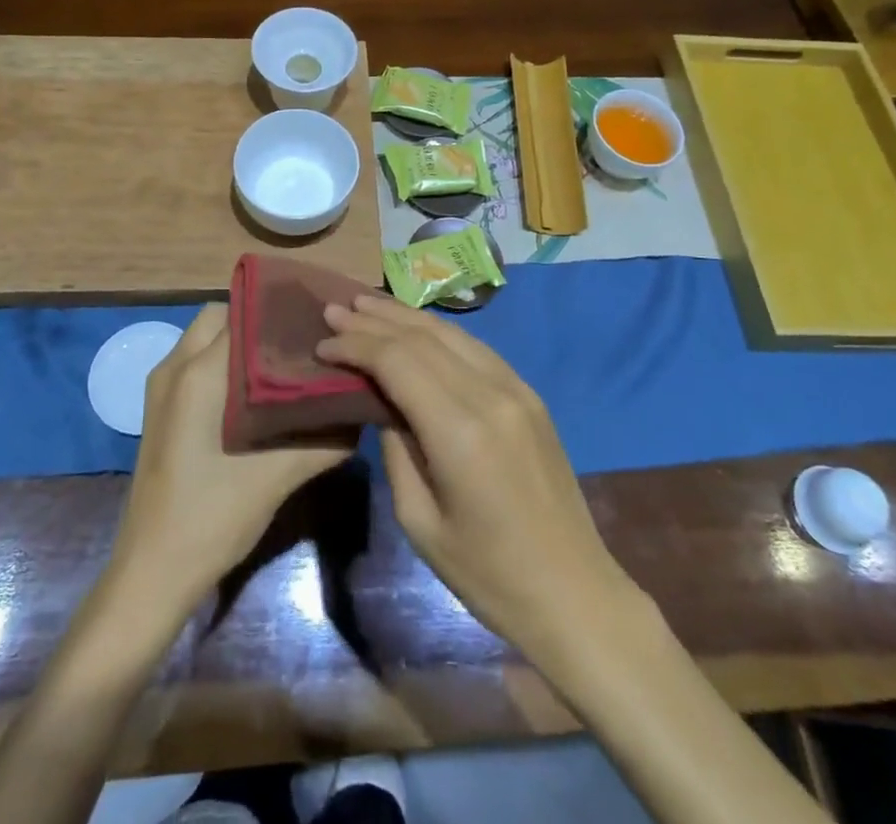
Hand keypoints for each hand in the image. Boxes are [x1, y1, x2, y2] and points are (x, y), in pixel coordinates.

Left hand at [109, 304, 352, 614]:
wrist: (153, 572)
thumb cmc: (213, 517)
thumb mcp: (279, 477)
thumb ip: (326, 440)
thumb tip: (363, 409)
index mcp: (199, 372)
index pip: (245, 313)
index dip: (282, 311)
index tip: (317, 321)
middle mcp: (175, 366)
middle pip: (222, 315)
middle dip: (260, 320)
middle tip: (301, 340)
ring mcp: (161, 387)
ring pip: (206, 337)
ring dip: (240, 340)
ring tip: (284, 361)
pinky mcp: (159, 408)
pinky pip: (194, 361)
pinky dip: (223, 361)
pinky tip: (256, 393)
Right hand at [318, 294, 635, 666]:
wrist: (572, 591)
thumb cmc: (487, 574)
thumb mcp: (419, 521)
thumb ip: (395, 449)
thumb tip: (382, 402)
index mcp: (460, 430)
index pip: (398, 361)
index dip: (356, 346)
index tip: (322, 344)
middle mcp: (490, 394)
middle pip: (422, 337)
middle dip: (374, 320)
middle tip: (334, 309)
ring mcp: (516, 388)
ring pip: (451, 333)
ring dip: (405, 316)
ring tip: (366, 304)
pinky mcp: (529, 394)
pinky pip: (475, 348)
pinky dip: (438, 331)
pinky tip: (415, 328)